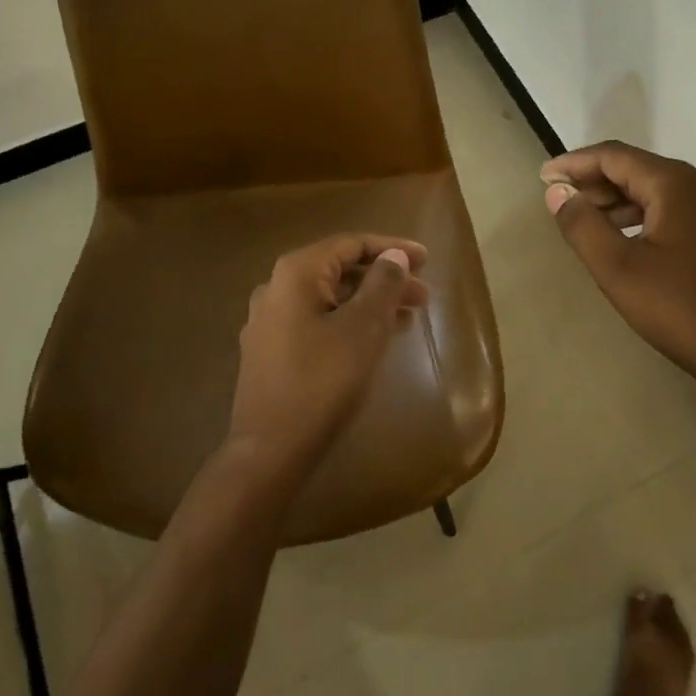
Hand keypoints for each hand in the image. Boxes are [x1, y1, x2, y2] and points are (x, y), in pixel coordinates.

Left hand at [226, 234, 429, 482]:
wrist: (269, 452)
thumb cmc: (322, 381)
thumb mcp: (364, 328)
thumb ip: (383, 284)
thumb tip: (394, 256)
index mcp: (296, 273)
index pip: (350, 244)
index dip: (392, 248)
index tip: (427, 260)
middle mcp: (276, 288)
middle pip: (339, 270)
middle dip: (384, 279)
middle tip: (423, 295)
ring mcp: (269, 322)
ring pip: (330, 298)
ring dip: (370, 302)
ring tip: (408, 318)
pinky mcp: (270, 351)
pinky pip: (317, 321)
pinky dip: (349, 322)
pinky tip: (374, 340)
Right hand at [541, 141, 695, 395]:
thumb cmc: (681, 309)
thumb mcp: (618, 268)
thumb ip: (582, 225)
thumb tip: (558, 192)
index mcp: (674, 184)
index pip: (614, 156)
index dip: (574, 163)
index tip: (543, 177)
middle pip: (635, 170)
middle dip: (593, 181)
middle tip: (557, 198)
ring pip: (653, 192)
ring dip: (615, 201)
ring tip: (582, 220)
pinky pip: (670, 211)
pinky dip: (639, 217)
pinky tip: (622, 240)